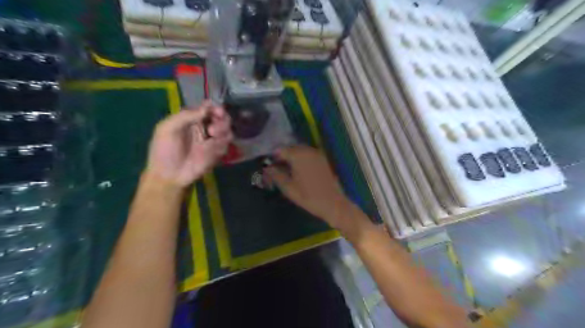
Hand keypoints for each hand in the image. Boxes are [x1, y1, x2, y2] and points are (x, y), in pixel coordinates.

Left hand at [144, 100, 233, 186]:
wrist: (169, 176)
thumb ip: (185, 116)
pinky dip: (223, 142)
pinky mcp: (217, 152)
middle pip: (221, 117)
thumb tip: (206, 109)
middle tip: (215, 124)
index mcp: (191, 119)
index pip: (207, 108)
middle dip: (222, 118)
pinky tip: (214, 146)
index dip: (214, 107)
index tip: (217, 111)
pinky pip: (226, 143)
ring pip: (227, 129)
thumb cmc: (164, 151)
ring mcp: (212, 140)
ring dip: (223, 128)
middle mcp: (203, 127)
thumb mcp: (167, 128)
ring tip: (213, 134)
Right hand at [265, 146, 356, 229]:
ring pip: (300, 150)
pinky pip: (308, 155)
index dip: (273, 157)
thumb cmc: (309, 197)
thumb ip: (276, 175)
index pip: (281, 150)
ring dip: (292, 157)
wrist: (333, 204)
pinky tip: (299, 170)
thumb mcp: (289, 188)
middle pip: (291, 148)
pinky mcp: (323, 160)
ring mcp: (317, 154)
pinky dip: (302, 159)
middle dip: (283, 156)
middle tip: (277, 168)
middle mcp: (308, 151)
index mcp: (298, 156)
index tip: (269, 166)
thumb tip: (267, 168)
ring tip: (287, 170)